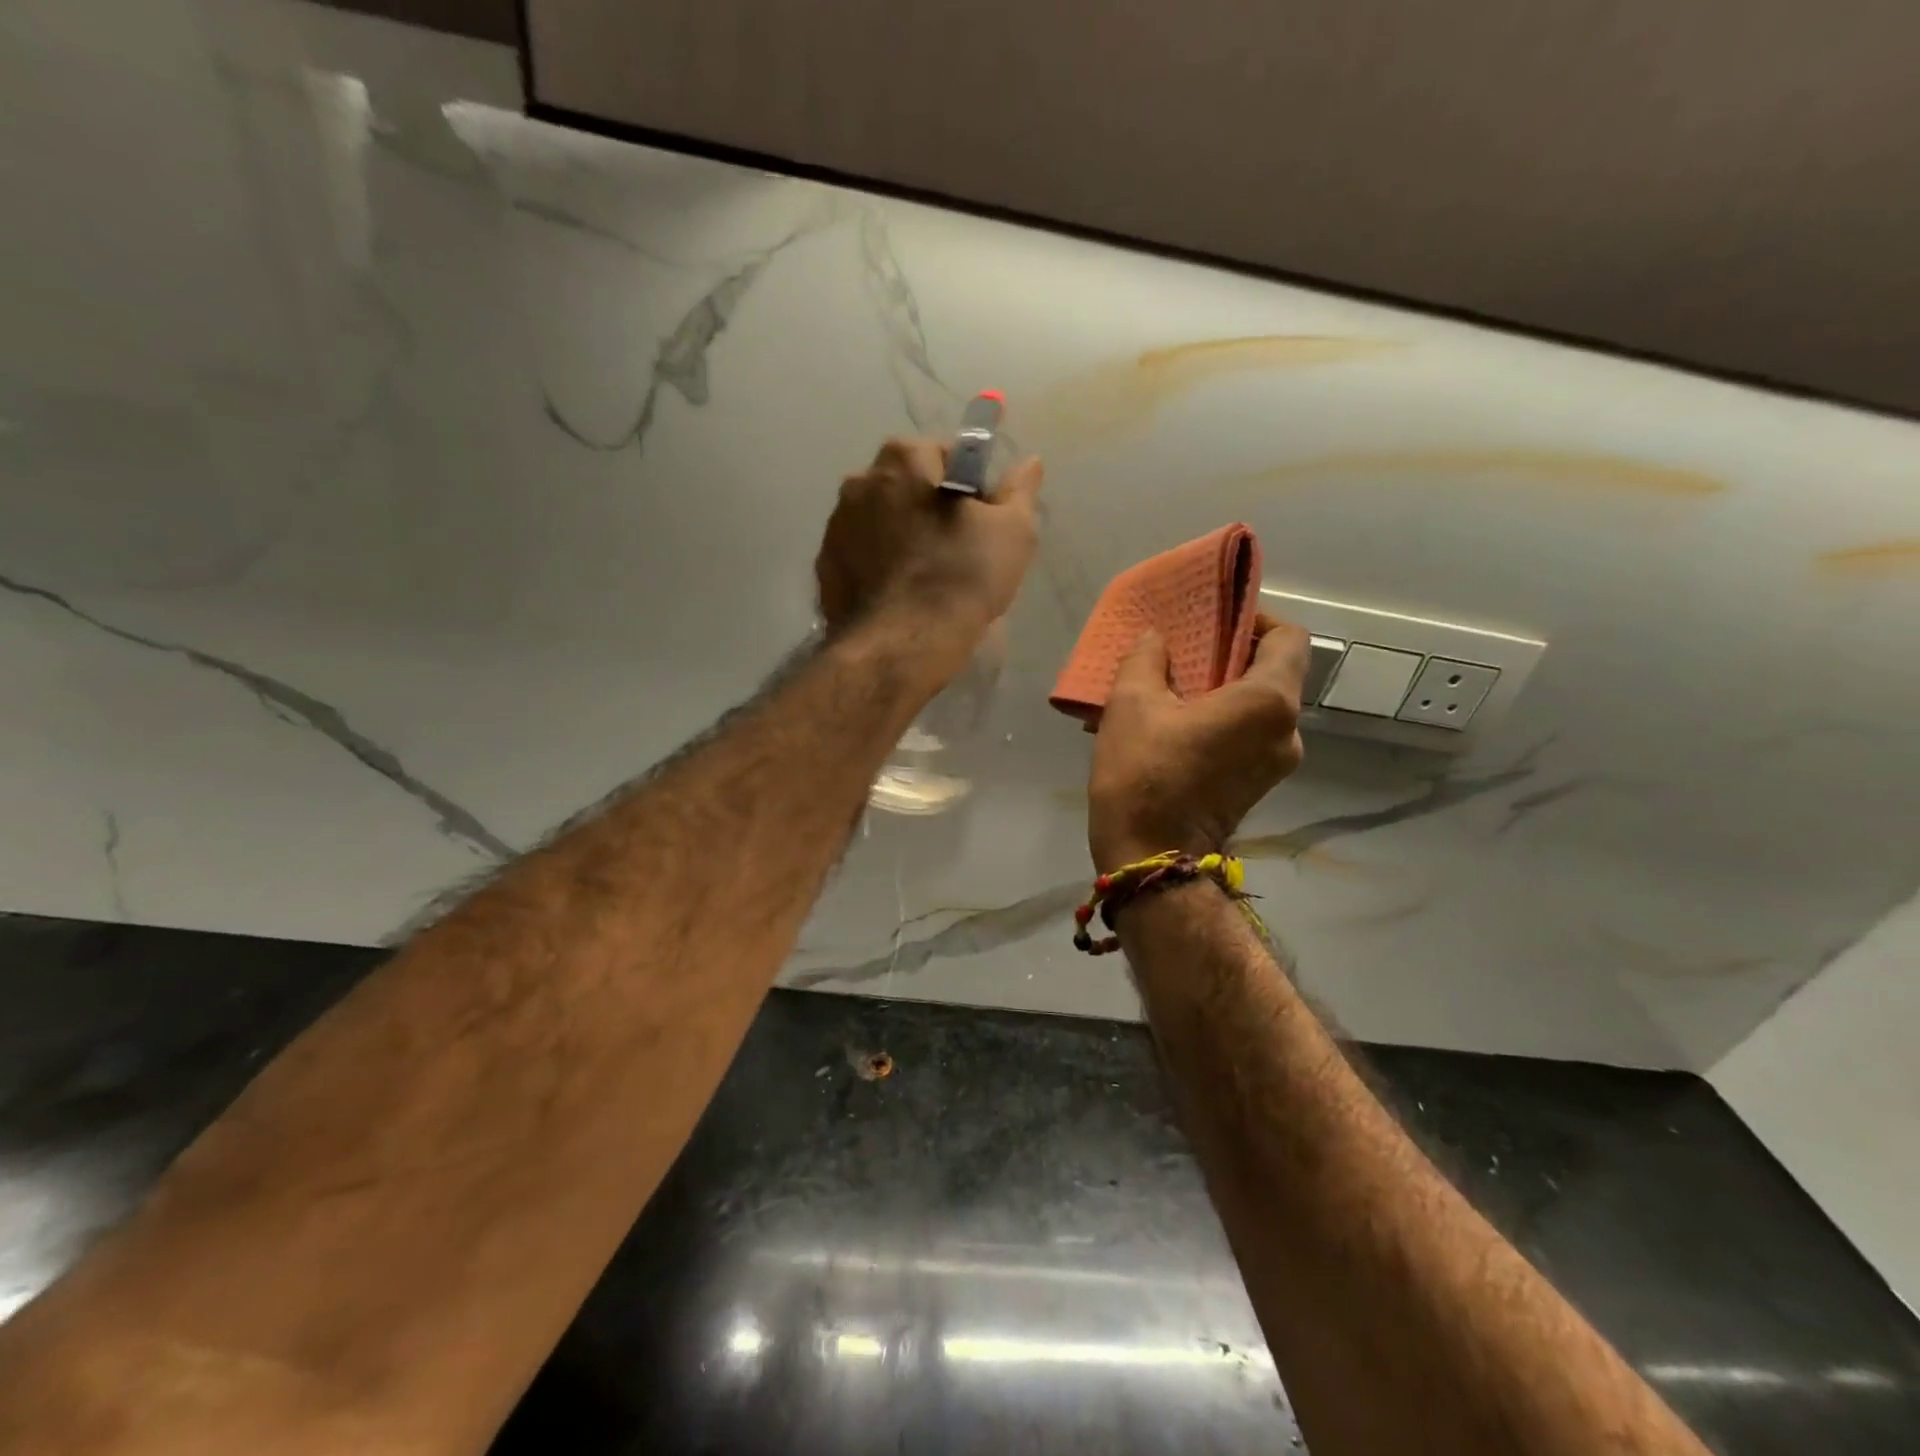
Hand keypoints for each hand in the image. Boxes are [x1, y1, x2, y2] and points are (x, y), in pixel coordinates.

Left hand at [816, 437, 1042, 655]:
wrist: (902, 646)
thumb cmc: (961, 579)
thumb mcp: (1012, 532)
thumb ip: (1020, 490)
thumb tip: (1029, 462)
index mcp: (904, 458)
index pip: (946, 455)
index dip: (970, 487)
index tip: (981, 520)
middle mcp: (860, 480)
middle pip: (908, 486)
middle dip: (930, 508)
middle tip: (956, 550)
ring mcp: (835, 524)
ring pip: (881, 520)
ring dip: (901, 535)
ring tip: (925, 577)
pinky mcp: (824, 566)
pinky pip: (861, 554)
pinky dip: (878, 565)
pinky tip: (898, 594)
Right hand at [1088, 614, 1309, 872]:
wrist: (1149, 860)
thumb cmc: (1143, 774)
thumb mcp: (1131, 703)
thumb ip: (1147, 657)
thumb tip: (1158, 639)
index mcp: (1268, 702)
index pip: (1289, 637)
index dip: (1256, 620)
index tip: (1215, 624)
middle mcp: (1288, 731)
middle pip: (1272, 673)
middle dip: (1229, 657)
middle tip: (1183, 654)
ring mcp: (1276, 764)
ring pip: (1257, 707)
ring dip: (1220, 692)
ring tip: (1170, 691)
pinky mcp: (1258, 786)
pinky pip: (1246, 735)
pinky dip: (1219, 721)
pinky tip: (1173, 726)